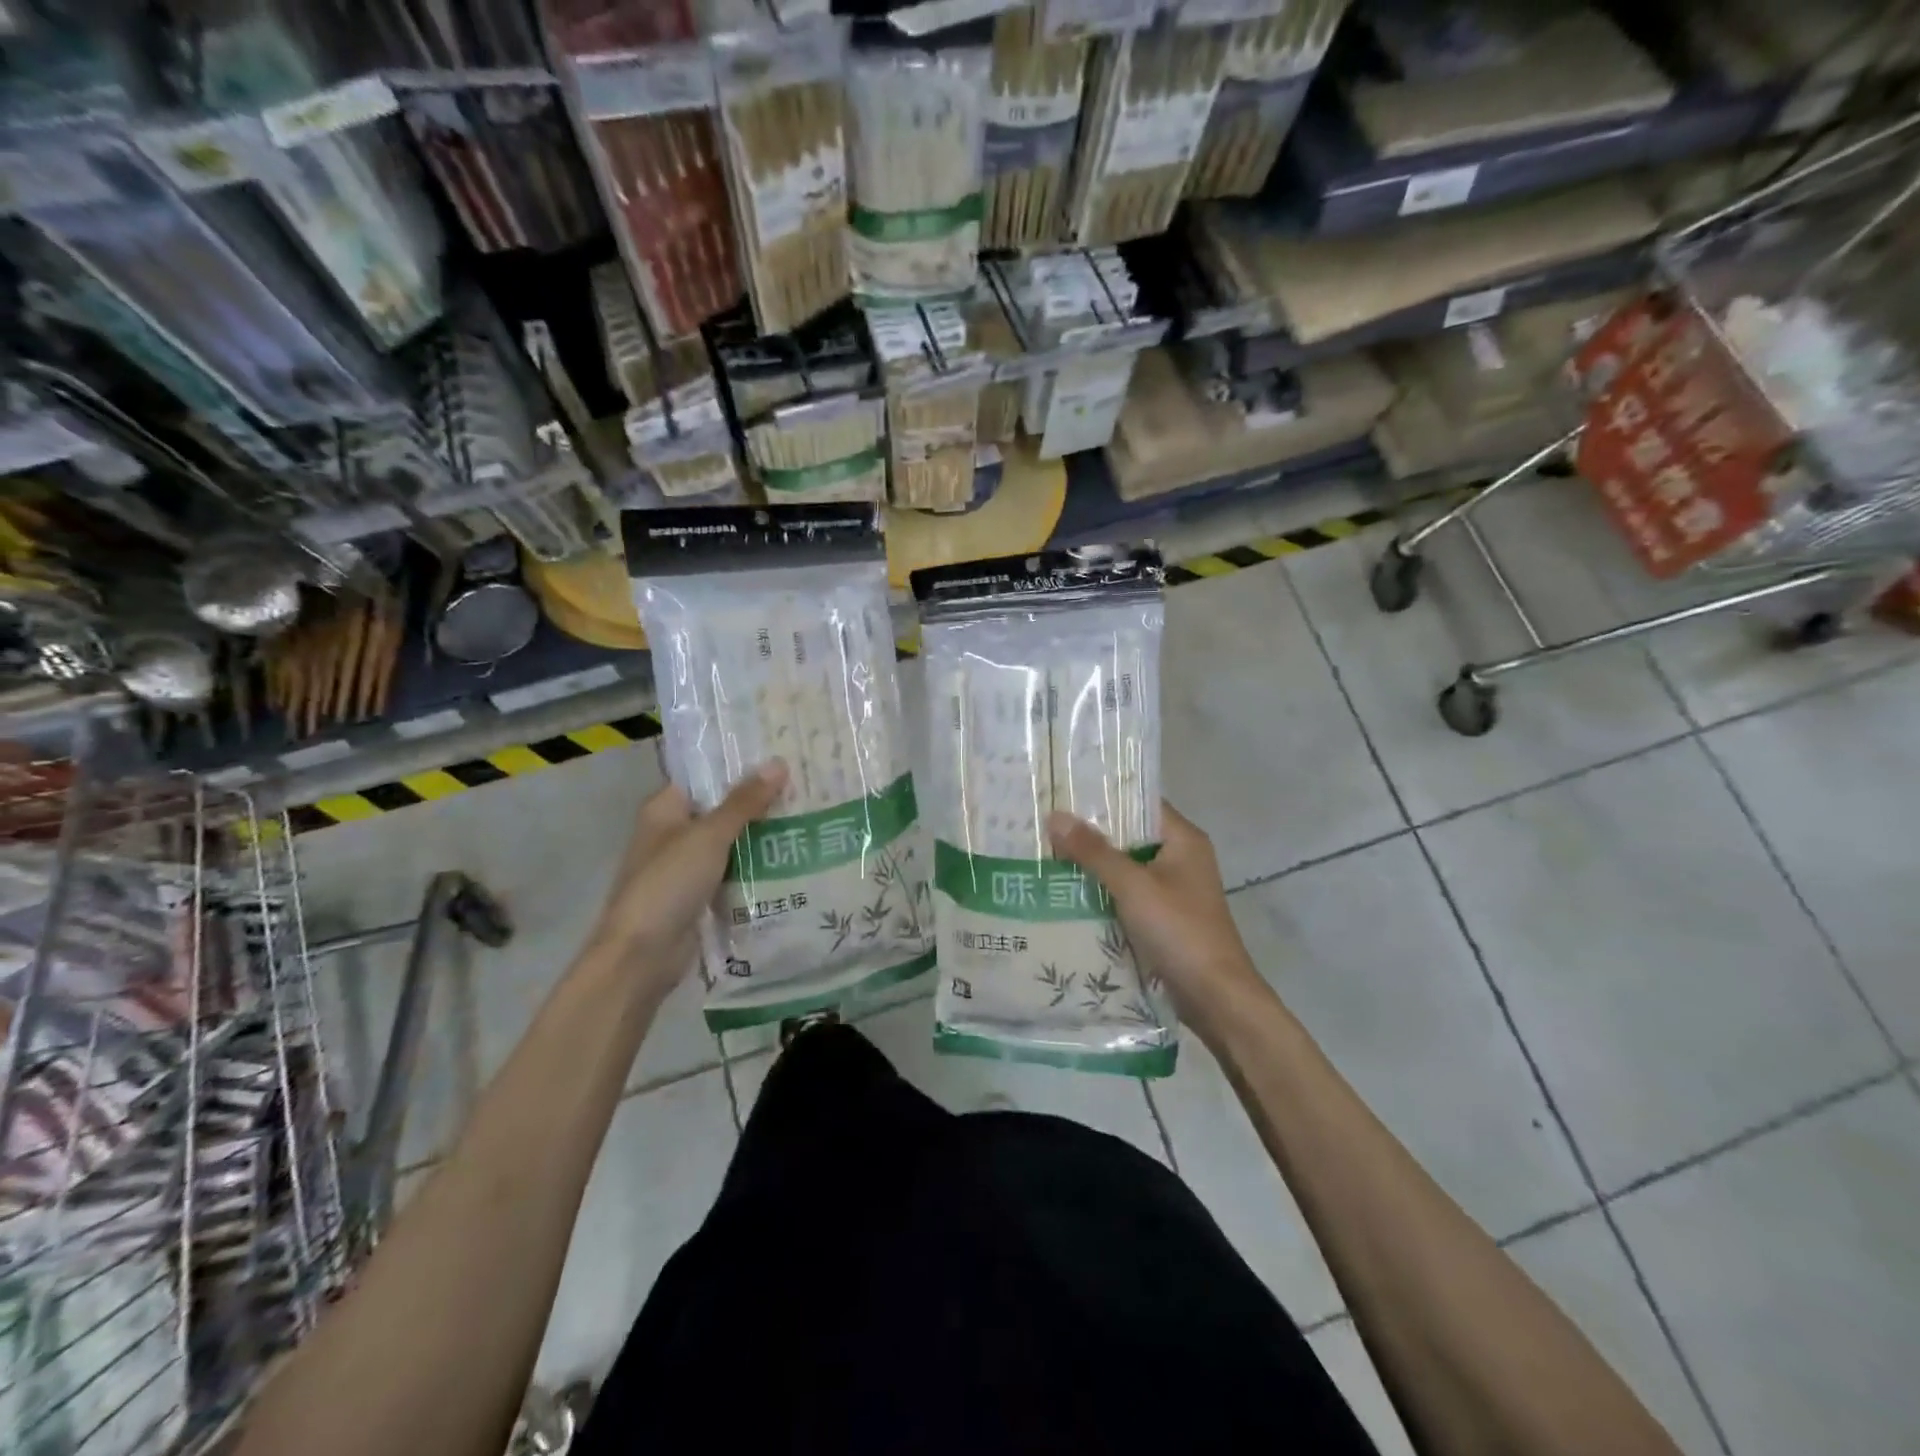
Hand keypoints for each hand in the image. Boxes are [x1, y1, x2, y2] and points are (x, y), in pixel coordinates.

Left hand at [590, 761, 788, 986]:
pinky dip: (755, 866)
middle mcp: (674, 832)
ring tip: (808, 817)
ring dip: (761, 835)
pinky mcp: (700, 894)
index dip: (740, 766)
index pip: (705, 775)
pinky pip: (733, 871)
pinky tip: (792, 858)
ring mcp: (687, 866)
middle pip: (721, 808)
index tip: (781, 756)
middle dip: (759, 801)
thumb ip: (744, 802)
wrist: (641, 956)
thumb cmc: (668, 884)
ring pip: (730, 841)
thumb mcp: (709, 836)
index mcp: (665, 809)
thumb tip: (778, 763)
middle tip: (805, 786)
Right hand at [1048, 803, 1275, 1040]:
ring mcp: (1173, 889)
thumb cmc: (1179, 930)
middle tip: (1046, 824)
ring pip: (1126, 867)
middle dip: (1091, 833)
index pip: (1140, 803)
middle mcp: (1181, 858)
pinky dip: (1102, 892)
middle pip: (1130, 835)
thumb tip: (1055, 816)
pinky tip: (1068, 892)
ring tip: (1047, 853)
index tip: (1064, 792)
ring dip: (1094, 865)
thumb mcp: (1132, 886)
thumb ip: (1094, 851)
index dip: (1104, 797)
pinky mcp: (1164, 917)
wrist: (1215, 996)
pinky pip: (1127, 894)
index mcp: (1183, 839)